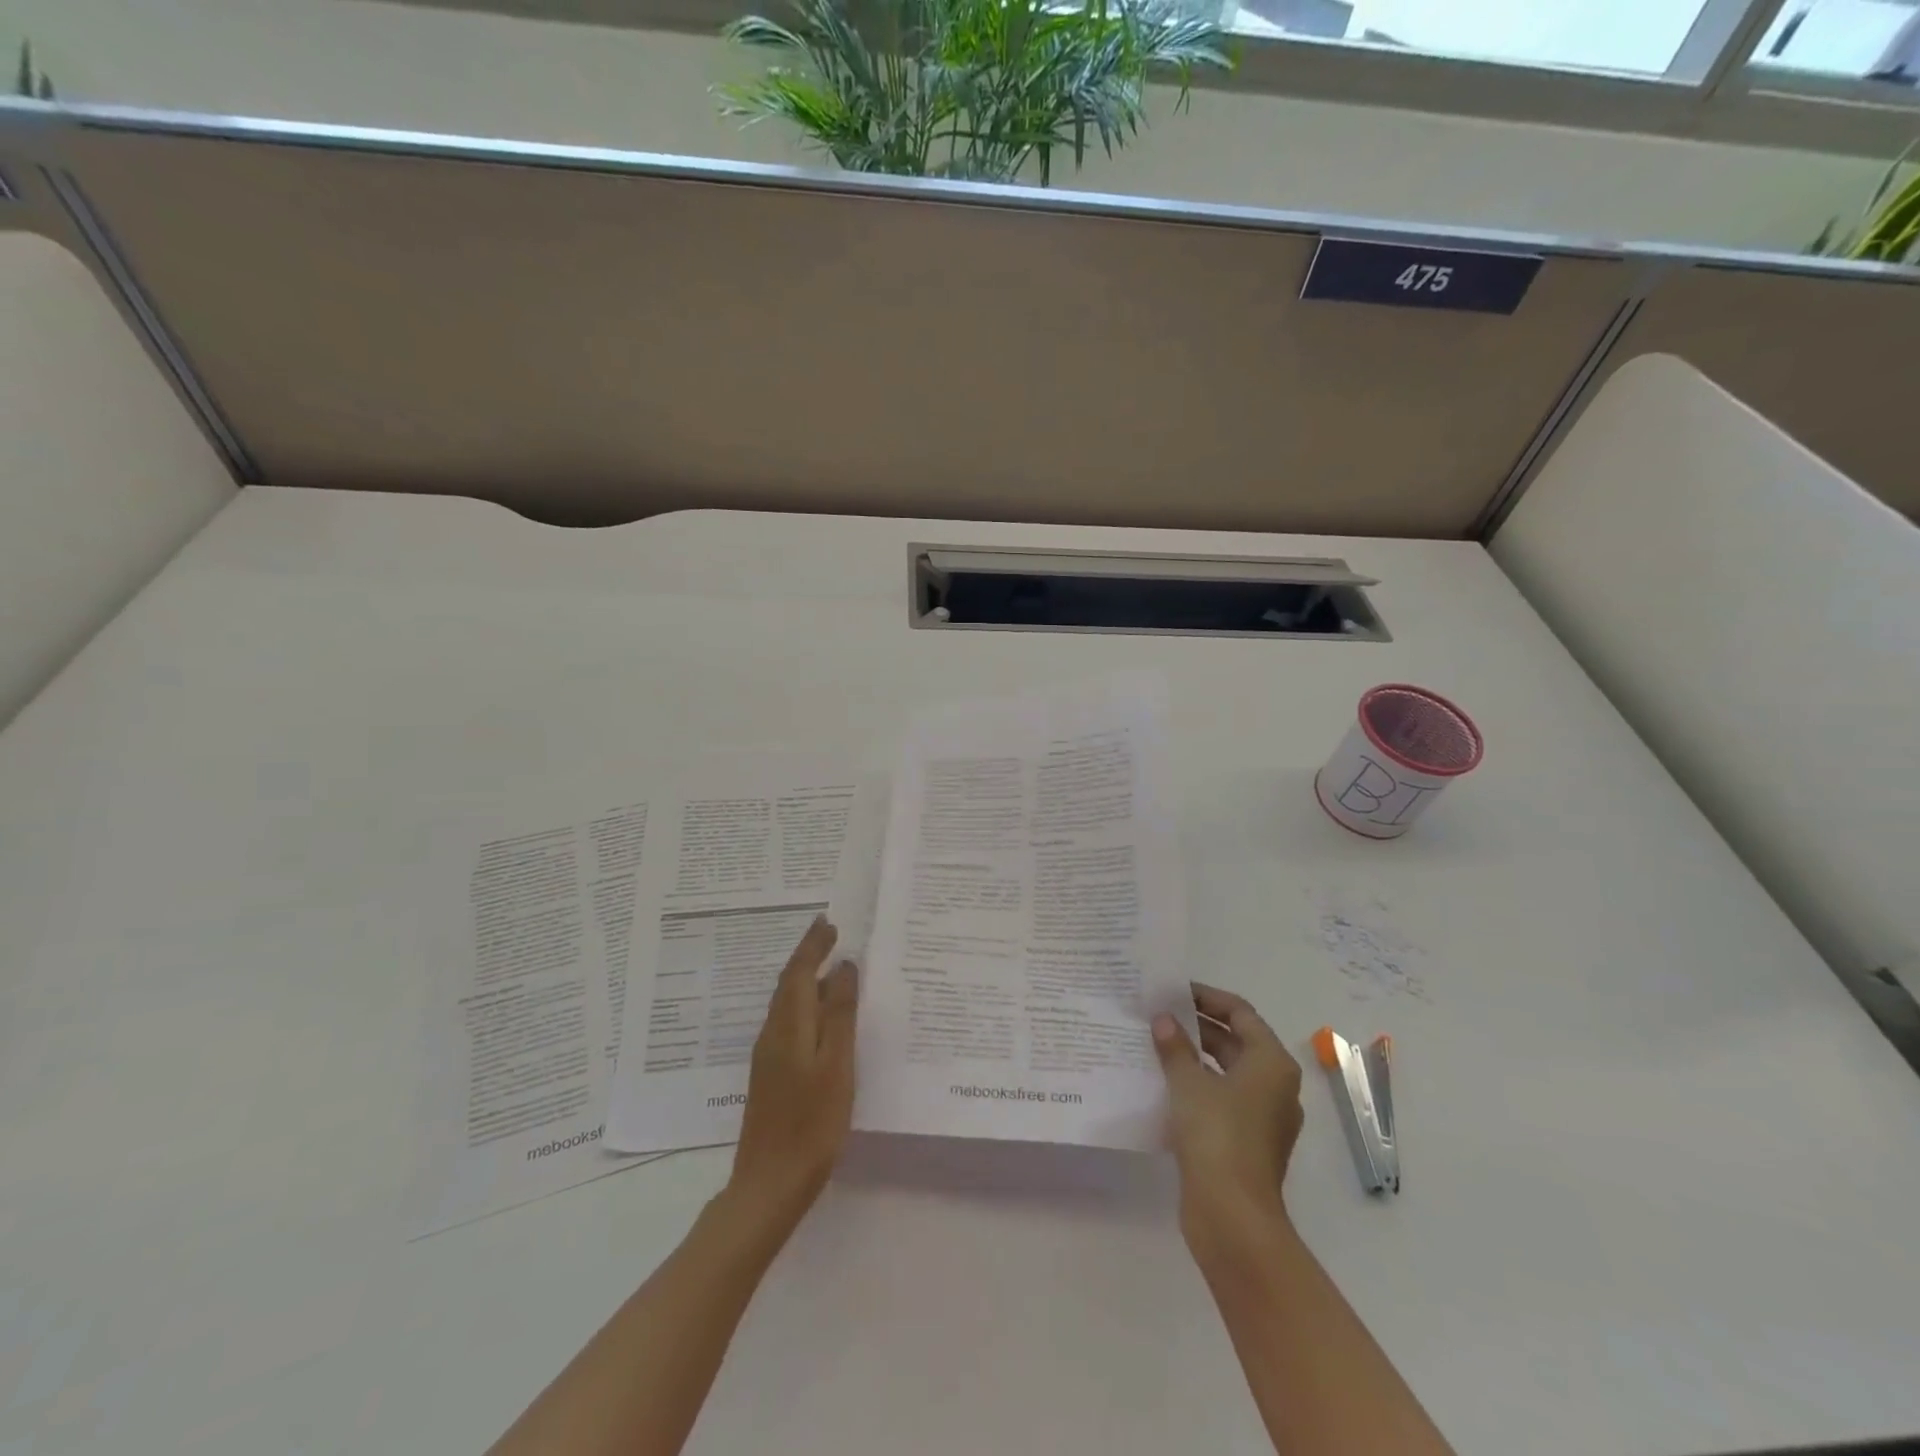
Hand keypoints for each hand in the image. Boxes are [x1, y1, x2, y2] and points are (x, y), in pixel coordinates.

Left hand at [727, 917, 858, 1230]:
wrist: (769, 1183)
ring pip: (788, 1003)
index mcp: (788, 1025)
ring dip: (807, 979)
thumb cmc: (811, 1122)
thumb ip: (839, 1014)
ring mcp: (768, 1055)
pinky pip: (790, 1022)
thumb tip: (843, 968)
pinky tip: (824, 1017)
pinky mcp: (771, 1074)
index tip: (829, 922)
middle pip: (789, 983)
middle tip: (832, 935)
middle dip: (808, 955)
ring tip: (833, 968)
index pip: (798, 971)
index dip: (813, 944)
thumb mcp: (836, 1065)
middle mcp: (773, 1032)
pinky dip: (806, 1005)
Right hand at [1152, 984, 1303, 1249]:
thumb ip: (1175, 1047)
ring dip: (1195, 1056)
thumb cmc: (1217, 1137)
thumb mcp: (1189, 1084)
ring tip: (1156, 1043)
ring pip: (1228, 1071)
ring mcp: (1264, 1116)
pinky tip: (1165, 1083)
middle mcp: (1275, 1085)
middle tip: (1159, 1014)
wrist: (1233, 1217)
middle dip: (1198, 1026)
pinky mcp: (1248, 1141)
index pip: (1240, 1013)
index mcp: (1272, 1063)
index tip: (1174, 990)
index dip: (1207, 997)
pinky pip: (1223, 1098)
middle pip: (1236, 1041)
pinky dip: (1198, 1085)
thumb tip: (1163, 1020)